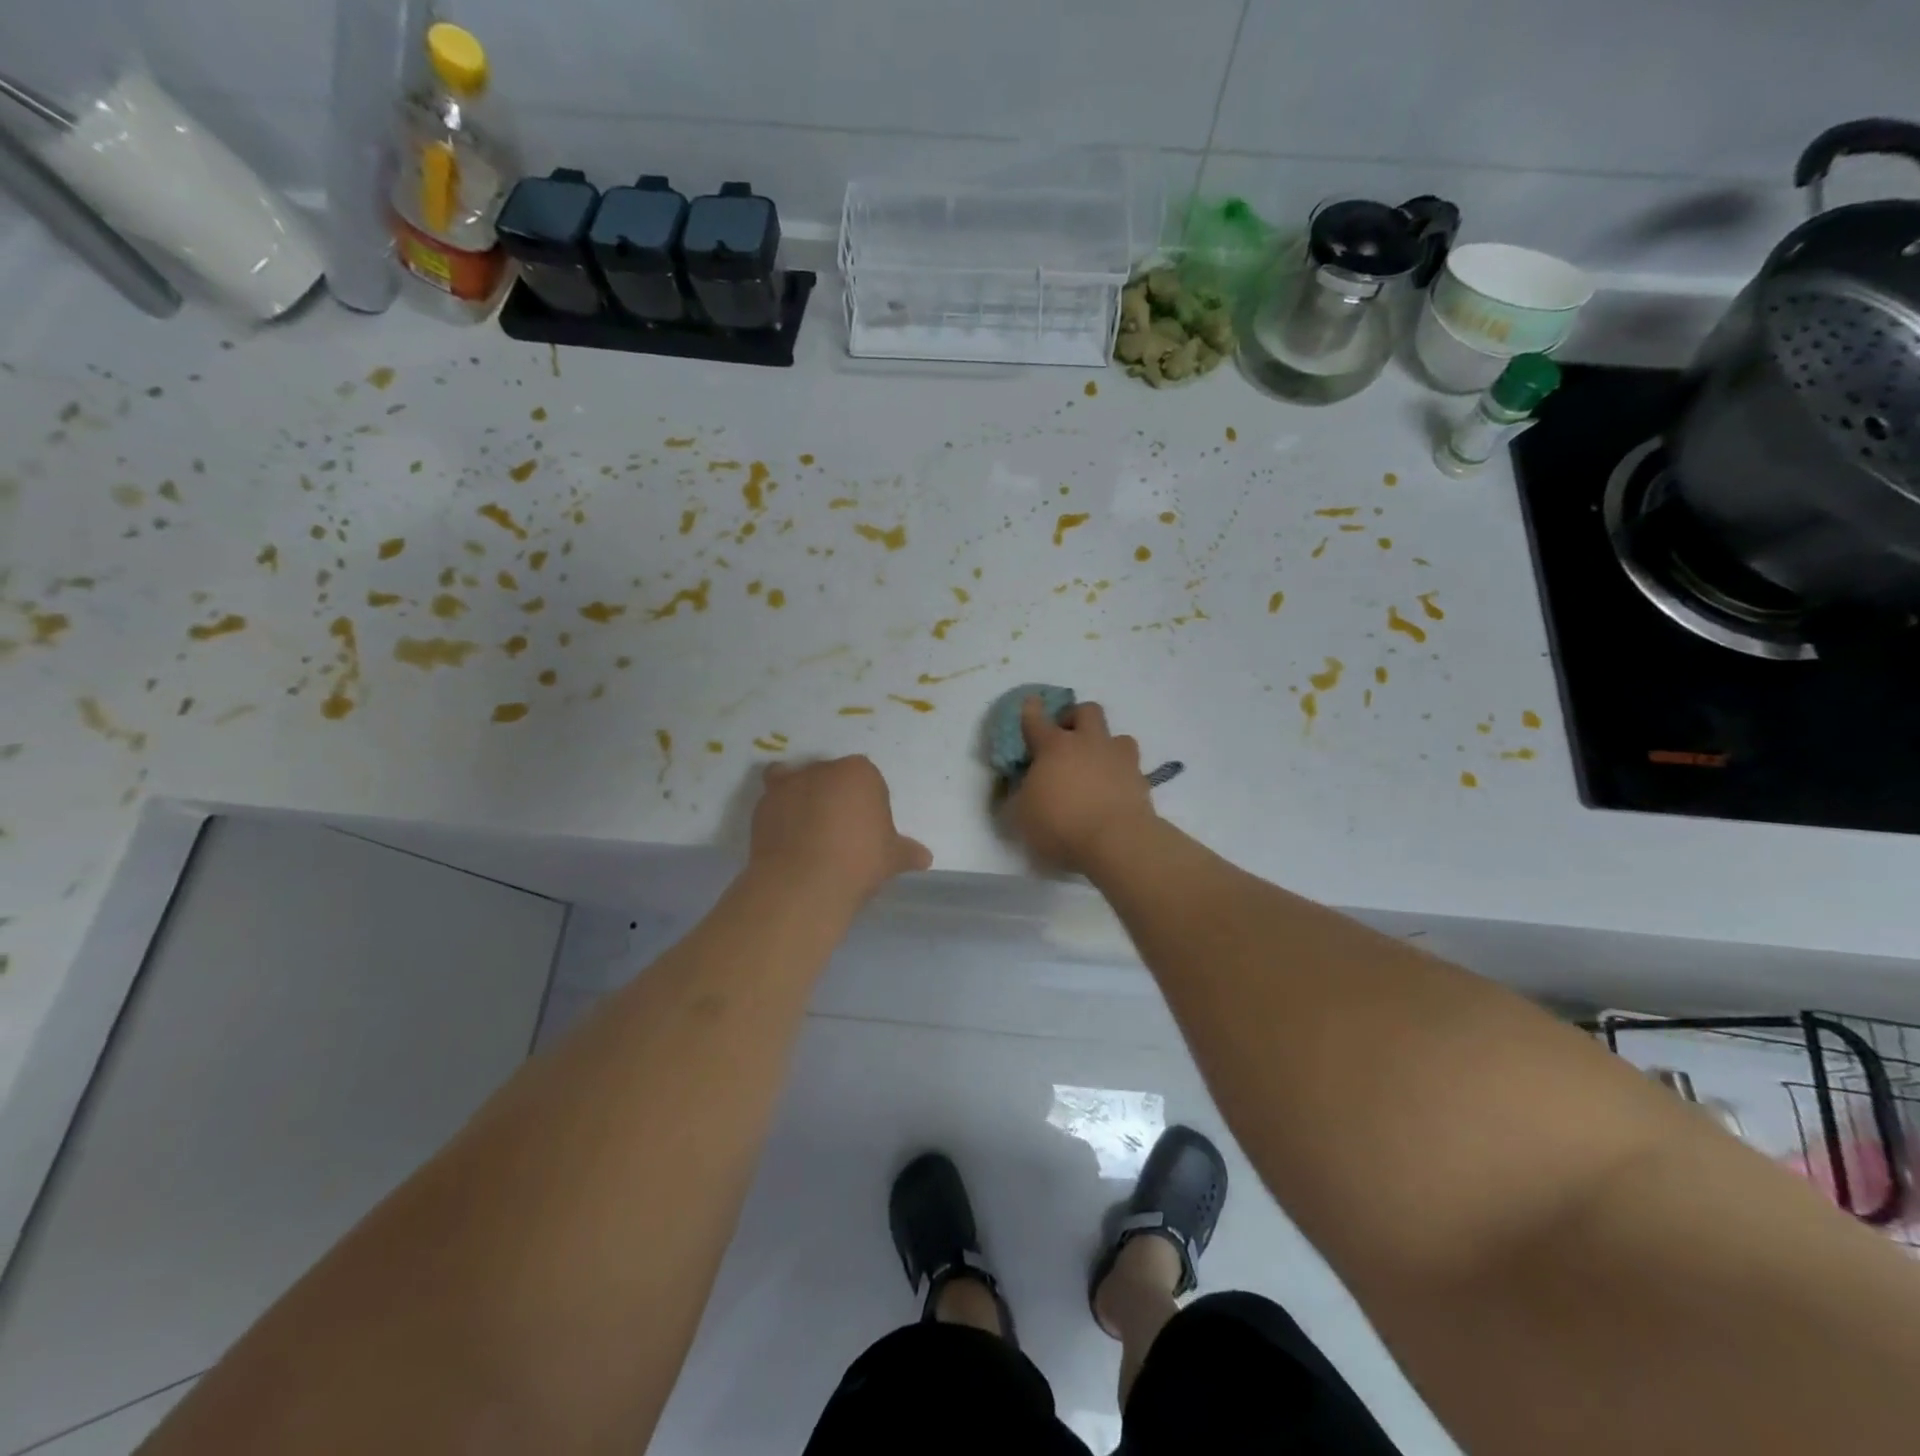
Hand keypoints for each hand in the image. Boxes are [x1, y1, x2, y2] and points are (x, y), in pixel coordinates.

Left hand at [749, 756, 931, 907]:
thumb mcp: (892, 859)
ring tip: (809, 834)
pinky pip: (774, 803)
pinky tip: (788, 840)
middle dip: (835, 798)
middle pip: (832, 778)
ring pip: (798, 783)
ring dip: (803, 798)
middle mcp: (822, 769)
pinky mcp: (761, 806)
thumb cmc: (857, 861)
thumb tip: (924, 858)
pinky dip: (780, 815)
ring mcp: (788, 785)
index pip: (868, 781)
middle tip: (841, 833)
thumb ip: (907, 853)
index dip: (869, 805)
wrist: (803, 883)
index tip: (868, 832)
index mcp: (859, 772)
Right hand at [1005, 698, 1156, 873]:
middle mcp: (1089, 743)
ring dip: (1106, 746)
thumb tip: (1020, 788)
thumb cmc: (1060, 823)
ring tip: (1097, 765)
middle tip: (1067, 736)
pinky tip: (1114, 791)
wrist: (1116, 840)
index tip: (1031, 702)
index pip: (1037, 720)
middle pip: (1087, 711)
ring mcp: (1119, 759)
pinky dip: (1121, 775)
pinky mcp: (1141, 780)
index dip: (1031, 710)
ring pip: (1118, 736)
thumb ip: (1018, 795)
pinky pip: (1131, 768)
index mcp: (1054, 747)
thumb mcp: (1021, 814)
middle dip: (1075, 717)